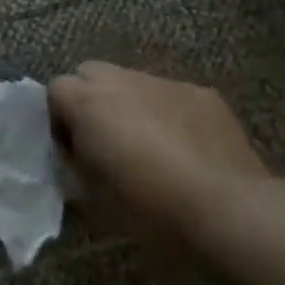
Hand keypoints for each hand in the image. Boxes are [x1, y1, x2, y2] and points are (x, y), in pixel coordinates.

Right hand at [48, 62, 266, 242]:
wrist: (228, 211)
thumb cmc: (150, 209)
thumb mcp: (93, 199)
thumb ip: (75, 167)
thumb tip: (75, 158)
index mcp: (89, 102)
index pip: (55, 89)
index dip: (58, 118)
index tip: (71, 150)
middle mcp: (123, 80)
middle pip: (91, 73)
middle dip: (90, 100)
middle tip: (104, 141)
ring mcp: (166, 83)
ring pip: (133, 82)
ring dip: (130, 105)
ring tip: (149, 147)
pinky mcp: (203, 94)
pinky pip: (172, 96)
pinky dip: (169, 114)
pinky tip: (186, 150)